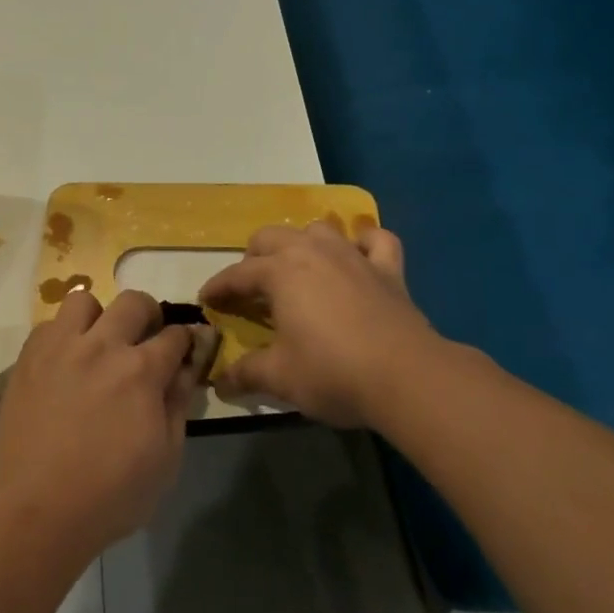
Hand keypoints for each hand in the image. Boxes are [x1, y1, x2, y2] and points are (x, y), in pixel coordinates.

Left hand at [0, 290, 201, 557]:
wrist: (34, 512)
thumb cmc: (110, 496)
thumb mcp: (165, 460)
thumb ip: (178, 405)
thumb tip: (186, 369)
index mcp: (141, 370)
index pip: (176, 334)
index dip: (187, 341)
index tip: (185, 351)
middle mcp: (102, 346)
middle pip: (134, 301)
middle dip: (149, 315)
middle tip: (144, 342)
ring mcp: (60, 348)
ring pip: (84, 300)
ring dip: (99, 317)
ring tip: (97, 345)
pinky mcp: (27, 358)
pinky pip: (49, 325)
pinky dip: (62, 336)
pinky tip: (64, 364)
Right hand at [200, 221, 442, 428]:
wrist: (406, 376)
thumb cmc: (333, 372)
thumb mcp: (280, 377)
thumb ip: (245, 374)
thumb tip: (218, 382)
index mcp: (280, 272)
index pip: (237, 274)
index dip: (218, 288)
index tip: (207, 301)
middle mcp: (313, 252)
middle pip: (271, 237)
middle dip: (254, 258)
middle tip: (251, 288)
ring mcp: (353, 255)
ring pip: (318, 229)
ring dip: (302, 243)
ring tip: (298, 268)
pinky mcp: (388, 269)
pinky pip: (375, 240)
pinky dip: (363, 242)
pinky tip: (358, 255)